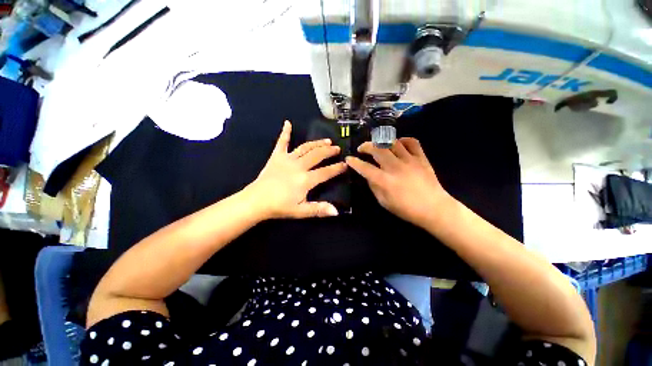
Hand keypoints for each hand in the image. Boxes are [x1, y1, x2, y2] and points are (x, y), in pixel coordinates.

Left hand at [247, 120, 346, 218]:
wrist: (256, 201)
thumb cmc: (279, 206)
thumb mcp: (300, 211)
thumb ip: (318, 210)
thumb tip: (336, 211)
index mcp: (305, 180)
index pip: (326, 172)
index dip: (337, 168)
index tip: (345, 164)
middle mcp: (299, 166)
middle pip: (317, 155)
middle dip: (329, 151)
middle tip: (337, 148)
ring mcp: (287, 159)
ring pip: (305, 147)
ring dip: (317, 143)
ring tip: (327, 140)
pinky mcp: (276, 156)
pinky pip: (282, 142)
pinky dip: (285, 133)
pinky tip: (287, 123)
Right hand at [346, 137, 451, 226]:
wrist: (434, 209)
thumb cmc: (406, 209)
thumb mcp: (384, 202)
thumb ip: (374, 187)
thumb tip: (369, 176)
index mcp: (385, 181)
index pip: (365, 167)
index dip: (354, 162)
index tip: (349, 159)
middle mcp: (395, 167)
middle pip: (377, 149)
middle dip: (366, 146)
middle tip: (362, 149)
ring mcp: (410, 160)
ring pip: (393, 142)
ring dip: (382, 141)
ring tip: (378, 145)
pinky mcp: (421, 158)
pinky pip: (412, 142)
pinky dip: (403, 140)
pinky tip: (399, 144)